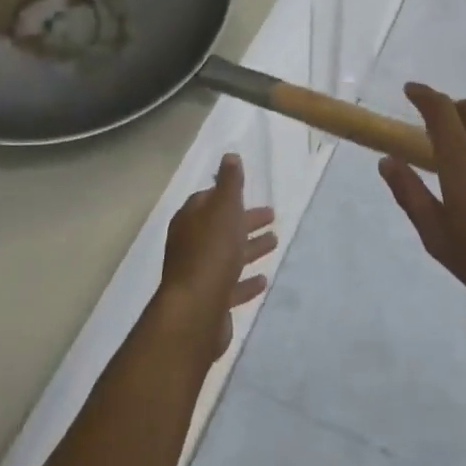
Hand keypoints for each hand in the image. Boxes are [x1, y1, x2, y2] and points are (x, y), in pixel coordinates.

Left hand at [158, 153, 278, 360]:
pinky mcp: (210, 301)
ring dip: (249, 247)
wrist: (196, 310)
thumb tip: (230, 156)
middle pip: (221, 227)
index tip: (247, 192)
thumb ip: (229, 182)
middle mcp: (190, 244)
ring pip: (228, 255)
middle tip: (272, 216)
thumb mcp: (224, 208)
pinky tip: (263, 280)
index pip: (208, 200)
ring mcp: (199, 274)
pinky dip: (246, 281)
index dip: (228, 195)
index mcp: (191, 219)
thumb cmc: (211, 251)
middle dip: (244, 220)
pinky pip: (231, 285)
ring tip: (275, 242)